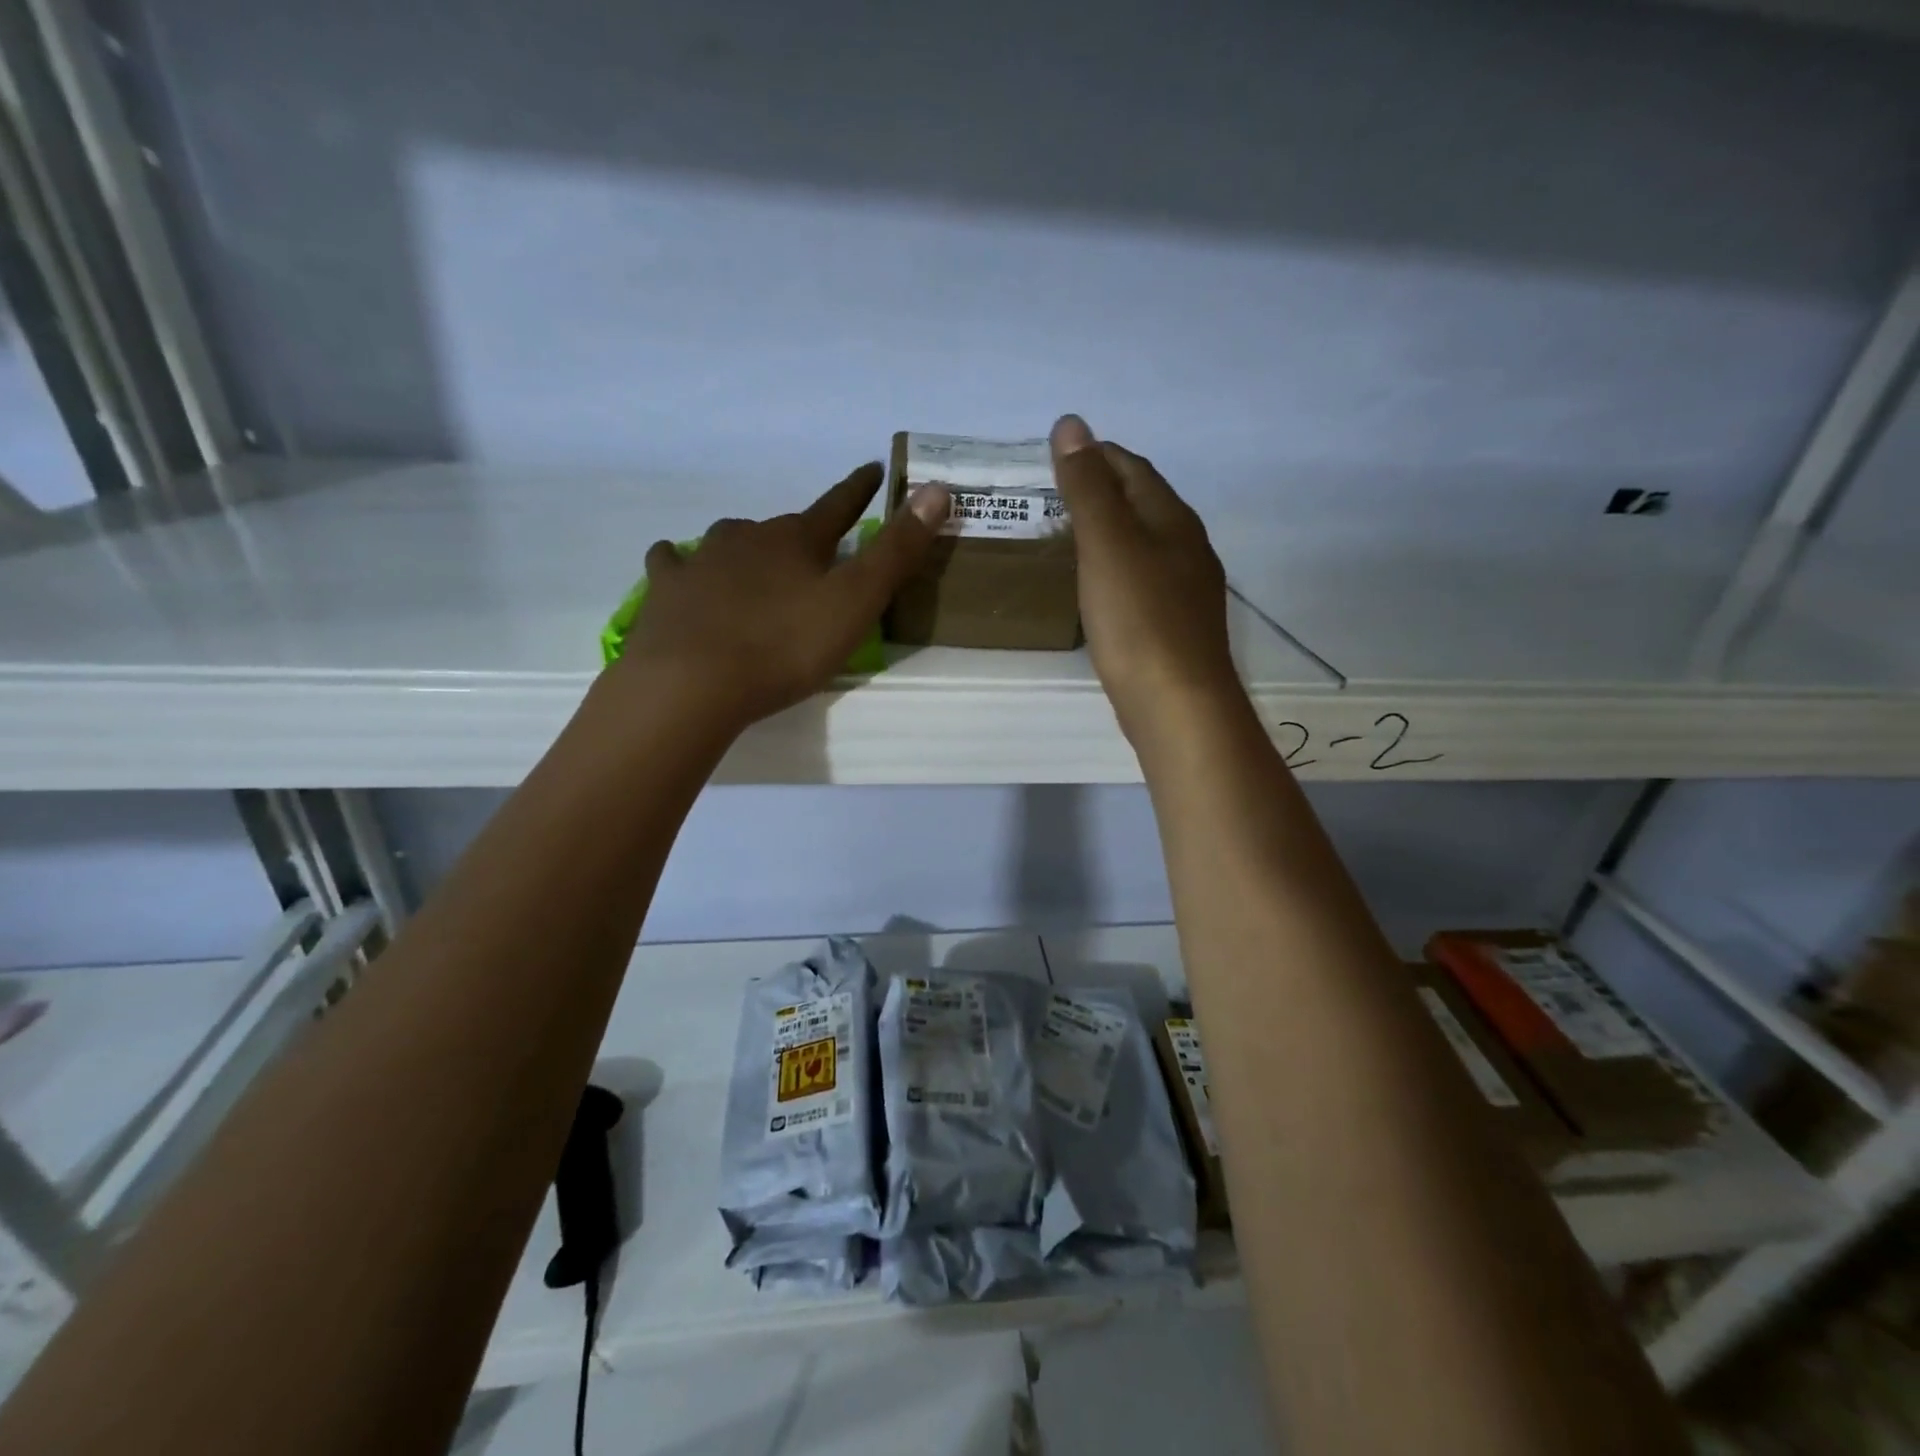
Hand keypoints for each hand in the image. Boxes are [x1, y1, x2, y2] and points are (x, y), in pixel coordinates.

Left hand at [615, 463, 950, 731]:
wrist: (694, 682)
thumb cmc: (785, 646)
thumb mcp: (856, 602)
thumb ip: (896, 550)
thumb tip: (937, 488)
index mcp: (797, 540)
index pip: (838, 507)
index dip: (859, 490)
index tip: (873, 470)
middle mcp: (748, 537)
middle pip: (782, 528)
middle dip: (802, 536)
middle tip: (813, 556)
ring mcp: (701, 560)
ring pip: (729, 541)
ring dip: (746, 549)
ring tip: (753, 568)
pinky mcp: (667, 590)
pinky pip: (674, 563)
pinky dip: (682, 564)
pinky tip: (683, 573)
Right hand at [1050, 415, 1240, 747]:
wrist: (1177, 704)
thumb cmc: (1138, 620)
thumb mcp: (1106, 545)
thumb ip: (1087, 487)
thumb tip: (1071, 424)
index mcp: (1172, 519)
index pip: (1133, 468)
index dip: (1096, 454)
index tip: (1056, 455)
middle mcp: (1187, 546)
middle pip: (1143, 502)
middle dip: (1104, 489)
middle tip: (1056, 493)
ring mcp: (1187, 588)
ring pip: (1145, 542)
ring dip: (1111, 529)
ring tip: (1071, 534)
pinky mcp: (1176, 625)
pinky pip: (1144, 578)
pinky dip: (1118, 567)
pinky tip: (1100, 585)